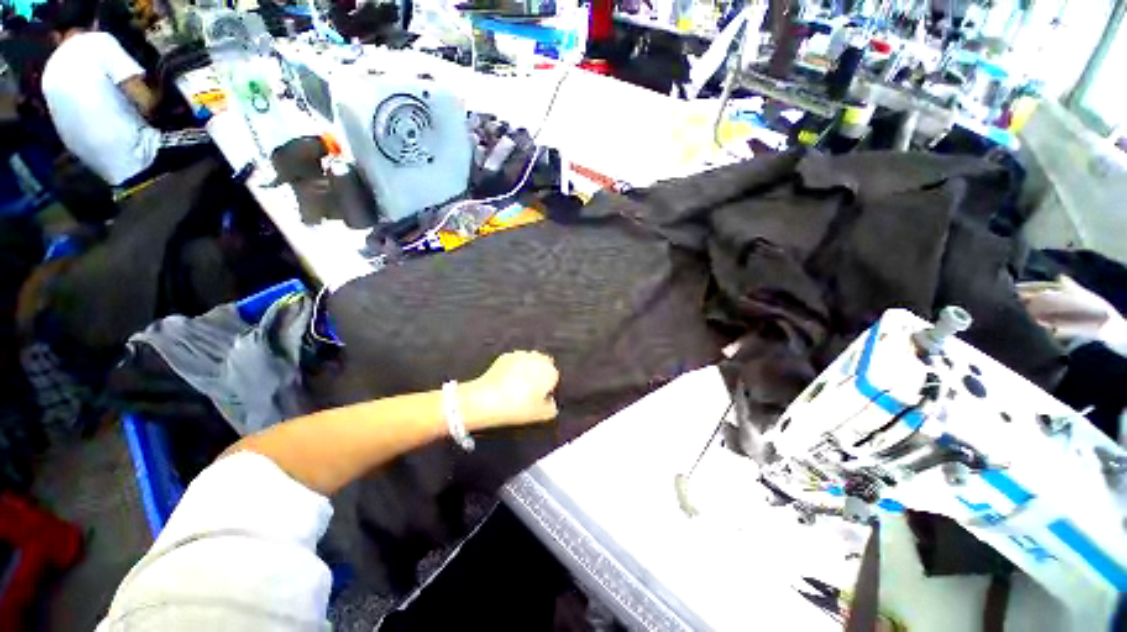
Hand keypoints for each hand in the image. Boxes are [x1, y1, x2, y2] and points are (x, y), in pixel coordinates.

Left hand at [462, 351, 559, 430]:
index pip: (554, 377)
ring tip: (518, 384)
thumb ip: (551, 408)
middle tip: (531, 389)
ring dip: (528, 368)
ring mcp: (520, 355)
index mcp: (549, 371)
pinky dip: (514, 367)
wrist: (488, 399)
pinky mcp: (505, 356)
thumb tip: (550, 402)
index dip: (548, 387)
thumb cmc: (518, 407)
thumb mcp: (540, 415)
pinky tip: (507, 380)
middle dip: (540, 373)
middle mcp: (537, 359)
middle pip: (544, 364)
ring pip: (529, 360)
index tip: (540, 397)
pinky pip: (515, 361)